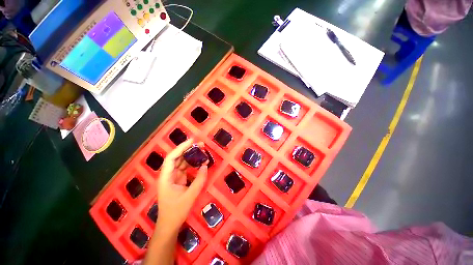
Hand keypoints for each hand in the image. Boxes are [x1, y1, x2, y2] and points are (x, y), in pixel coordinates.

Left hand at [156, 139, 207, 232]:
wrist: (169, 225)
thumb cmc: (176, 212)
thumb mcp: (190, 196)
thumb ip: (199, 180)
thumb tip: (205, 166)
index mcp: (166, 178)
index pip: (172, 158)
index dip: (181, 148)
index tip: (192, 141)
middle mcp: (168, 175)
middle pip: (176, 158)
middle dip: (187, 150)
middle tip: (200, 144)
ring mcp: (173, 177)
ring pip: (181, 162)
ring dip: (191, 156)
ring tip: (202, 151)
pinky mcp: (178, 180)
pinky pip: (185, 169)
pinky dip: (192, 164)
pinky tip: (200, 162)